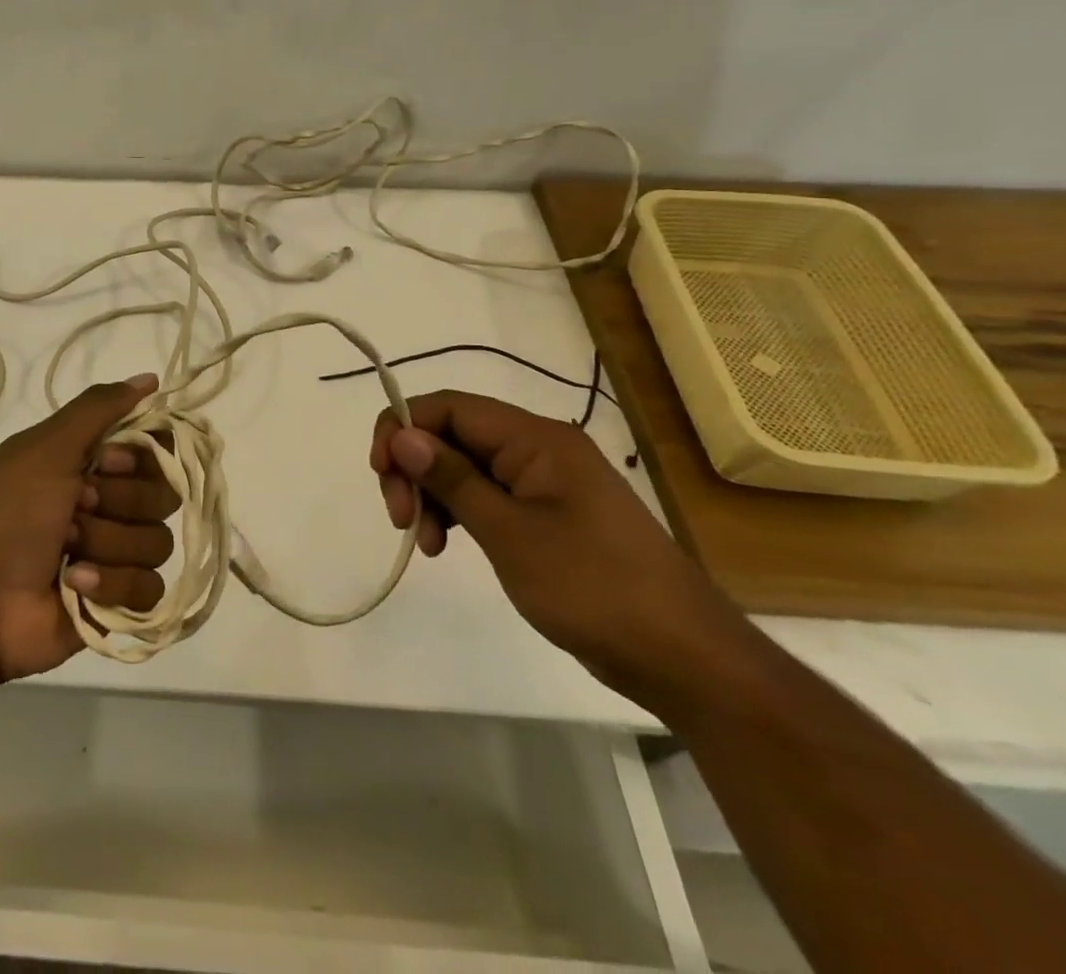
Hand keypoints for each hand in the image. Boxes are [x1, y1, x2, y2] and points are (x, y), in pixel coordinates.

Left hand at [0, 374, 178, 681]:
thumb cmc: (7, 514)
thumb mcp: (47, 448)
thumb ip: (99, 408)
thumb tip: (150, 377)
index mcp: (89, 463)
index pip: (155, 448)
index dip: (139, 456)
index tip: (104, 462)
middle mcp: (108, 504)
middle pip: (162, 494)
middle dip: (118, 503)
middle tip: (76, 507)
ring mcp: (114, 554)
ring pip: (158, 541)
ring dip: (107, 544)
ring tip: (67, 552)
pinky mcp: (118, 602)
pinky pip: (150, 589)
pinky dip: (111, 585)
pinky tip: (75, 585)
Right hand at [372, 390, 754, 710]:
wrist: (684, 658)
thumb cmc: (593, 587)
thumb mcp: (509, 532)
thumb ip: (452, 478)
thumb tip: (403, 434)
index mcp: (535, 439)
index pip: (448, 406)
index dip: (403, 427)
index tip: (381, 472)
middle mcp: (538, 448)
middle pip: (452, 434)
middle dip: (414, 467)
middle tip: (399, 516)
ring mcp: (544, 482)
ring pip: (464, 466)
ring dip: (432, 495)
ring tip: (424, 543)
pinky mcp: (547, 515)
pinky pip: (486, 495)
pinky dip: (457, 514)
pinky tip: (445, 546)